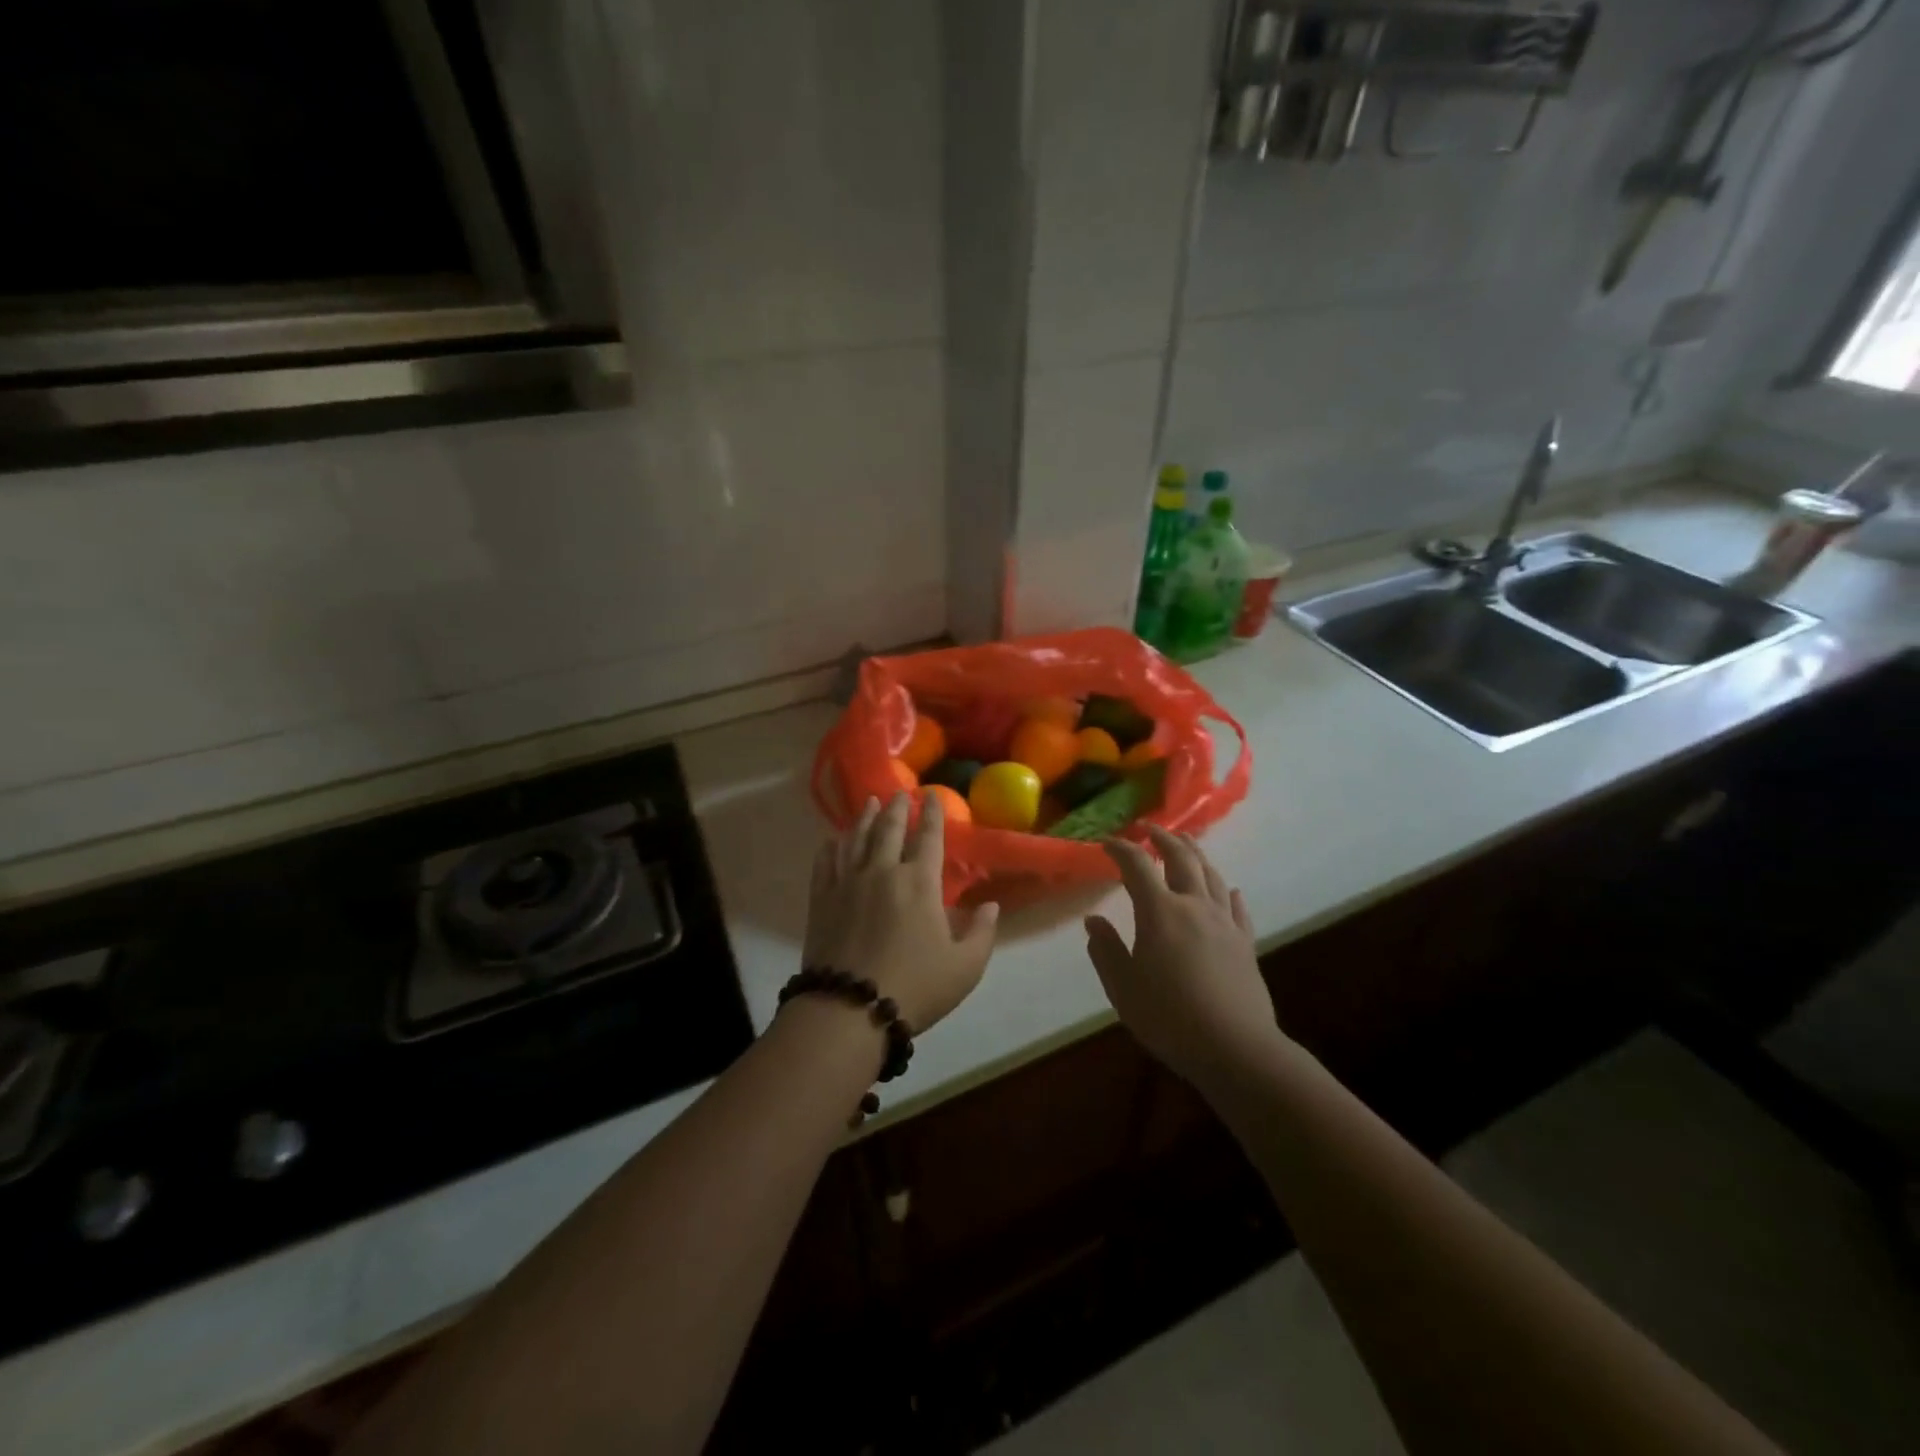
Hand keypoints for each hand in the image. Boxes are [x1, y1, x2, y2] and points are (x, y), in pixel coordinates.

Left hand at [801, 792, 998, 1030]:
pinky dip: (831, 847)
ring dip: (864, 818)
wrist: (850, 1009)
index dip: (932, 814)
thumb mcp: (965, 967)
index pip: (929, 837)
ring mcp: (847, 883)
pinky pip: (826, 863)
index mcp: (920, 882)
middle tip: (899, 793)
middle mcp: (882, 871)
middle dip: (897, 808)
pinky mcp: (822, 900)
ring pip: (856, 839)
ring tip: (869, 802)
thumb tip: (991, 905)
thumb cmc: (915, 987)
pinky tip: (832, 840)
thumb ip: (982, 932)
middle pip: (889, 829)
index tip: (931, 795)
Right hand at [1085, 827, 1289, 1094]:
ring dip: (1196, 854)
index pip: (1137, 866)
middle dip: (1164, 839)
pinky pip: (1237, 907)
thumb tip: (1093, 921)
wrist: (1236, 1049)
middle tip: (1150, 828)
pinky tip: (1228, 890)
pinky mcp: (1245, 943)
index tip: (1107, 843)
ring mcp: (1224, 923)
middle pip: (1181, 858)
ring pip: (1211, 876)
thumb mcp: (1123, 988)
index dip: (1120, 849)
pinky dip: (1228, 892)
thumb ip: (1106, 950)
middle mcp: (1194, 906)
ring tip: (1186, 845)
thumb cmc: (1170, 1018)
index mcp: (1160, 912)